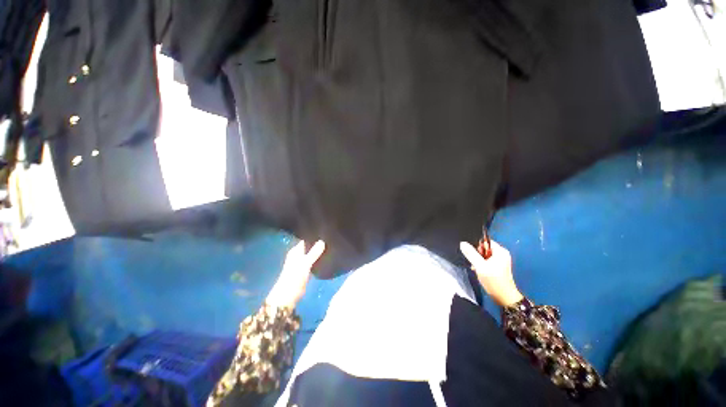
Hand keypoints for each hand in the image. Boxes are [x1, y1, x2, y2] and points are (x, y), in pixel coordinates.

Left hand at [265, 240, 325, 309]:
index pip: (305, 239)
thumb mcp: (305, 263)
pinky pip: (313, 261)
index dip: (314, 236)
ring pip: (312, 254)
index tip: (324, 232)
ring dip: (318, 251)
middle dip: (317, 243)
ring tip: (330, 245)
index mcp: (295, 250)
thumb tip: (322, 240)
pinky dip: (318, 259)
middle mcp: (298, 255)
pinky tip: (326, 256)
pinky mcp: (305, 269)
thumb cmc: (294, 277)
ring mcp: (302, 262)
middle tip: (330, 238)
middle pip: (309, 246)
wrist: (289, 295)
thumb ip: (314, 252)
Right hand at [460, 240, 523, 306]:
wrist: (504, 298)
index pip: (485, 241)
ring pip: (484, 255)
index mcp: (500, 251)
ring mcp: (500, 261)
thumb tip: (462, 243)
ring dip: (478, 260)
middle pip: (484, 248)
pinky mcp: (498, 267)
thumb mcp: (480, 266)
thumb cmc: (493, 280)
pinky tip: (478, 271)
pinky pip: (486, 261)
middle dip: (477, 254)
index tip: (473, 254)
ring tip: (476, 268)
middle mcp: (501, 254)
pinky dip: (481, 264)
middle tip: (475, 263)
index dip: (477, 246)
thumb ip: (471, 254)